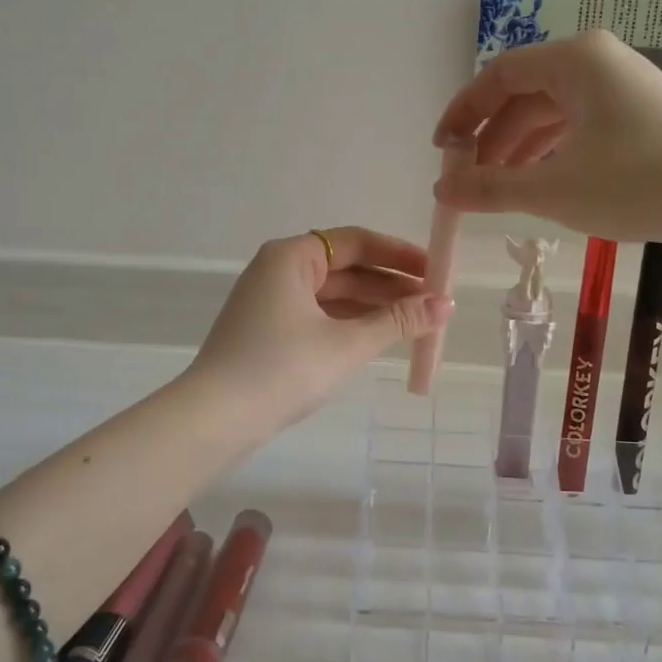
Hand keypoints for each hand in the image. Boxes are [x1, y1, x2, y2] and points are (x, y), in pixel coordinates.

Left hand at [188, 228, 452, 429]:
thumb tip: (447, 304)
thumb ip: (398, 321)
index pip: (356, 242)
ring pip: (333, 295)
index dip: (399, 254)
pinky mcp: (267, 332)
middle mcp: (278, 270)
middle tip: (433, 302)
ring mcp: (270, 302)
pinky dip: (349, 323)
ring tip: (416, 322)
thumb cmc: (282, 369)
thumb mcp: (347, 343)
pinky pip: (319, 316)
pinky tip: (379, 337)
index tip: (436, 270)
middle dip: (390, 284)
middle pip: (345, 268)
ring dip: (373, 306)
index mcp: (291, 257)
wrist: (215, 418)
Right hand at [432, 30, 661, 243]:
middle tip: (467, 180)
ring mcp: (623, 85)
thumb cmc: (635, 182)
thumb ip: (489, 188)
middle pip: (525, 94)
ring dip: (519, 149)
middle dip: (491, 139)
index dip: (464, 113)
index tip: (441, 151)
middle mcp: (597, 61)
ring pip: (552, 113)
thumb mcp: (552, 189)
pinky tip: (540, 184)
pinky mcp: (640, 113)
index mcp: (574, 60)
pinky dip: (552, 152)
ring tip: (497, 190)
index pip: (499, 76)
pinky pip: (579, 125)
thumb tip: (440, 191)